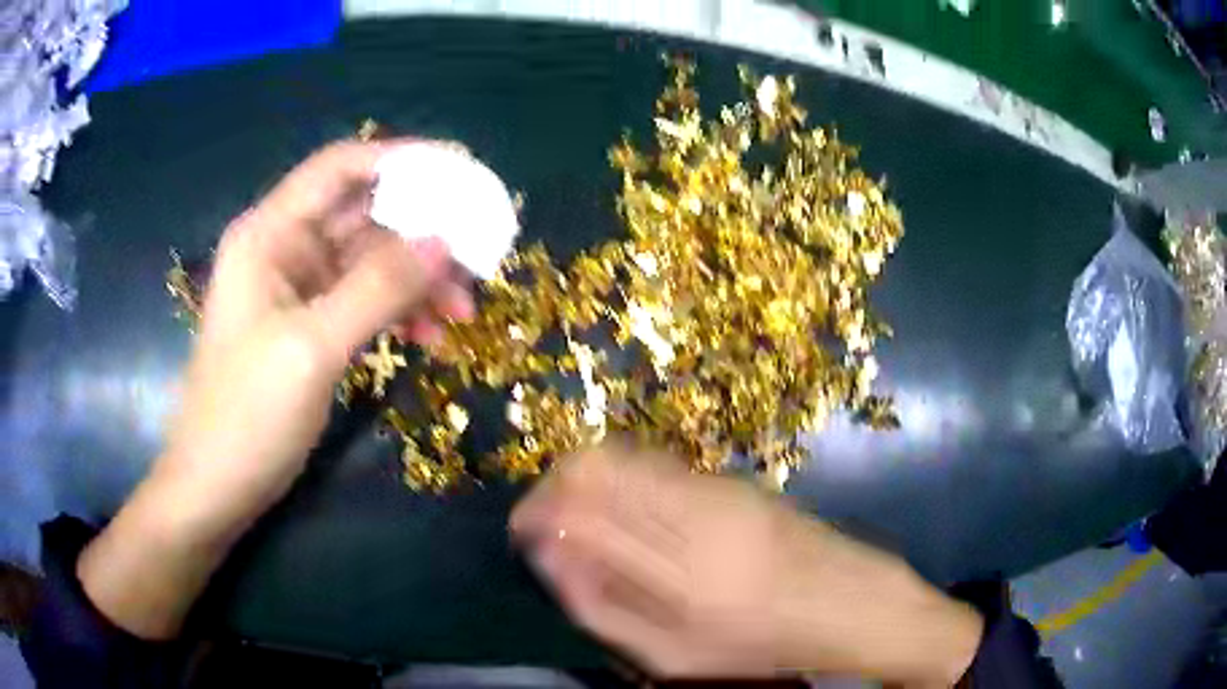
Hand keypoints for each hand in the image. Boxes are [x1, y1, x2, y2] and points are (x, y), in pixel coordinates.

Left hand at [80, 140, 469, 638]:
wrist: (216, 488)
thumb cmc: (246, 416)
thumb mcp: (311, 348)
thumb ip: (377, 288)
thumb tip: (445, 240)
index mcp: (270, 234)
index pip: (340, 167)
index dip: (401, 159)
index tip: (462, 173)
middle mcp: (284, 249)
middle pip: (363, 214)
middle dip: (421, 232)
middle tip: (477, 255)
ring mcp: (297, 290)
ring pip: (370, 262)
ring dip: (416, 281)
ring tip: (462, 314)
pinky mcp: (309, 327)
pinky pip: (364, 303)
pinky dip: (399, 314)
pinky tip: (430, 341)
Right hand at [511, 446, 982, 683]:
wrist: (851, 603)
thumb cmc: (763, 648)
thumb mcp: (676, 661)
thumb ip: (606, 611)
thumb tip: (552, 557)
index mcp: (680, 578)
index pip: (583, 518)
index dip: (537, 514)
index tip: (521, 528)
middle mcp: (696, 518)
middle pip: (598, 468)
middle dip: (554, 484)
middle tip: (543, 516)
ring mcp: (719, 490)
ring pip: (625, 455)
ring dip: (587, 475)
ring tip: (578, 511)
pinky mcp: (735, 479)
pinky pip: (657, 463)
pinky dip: (624, 476)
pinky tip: (627, 508)